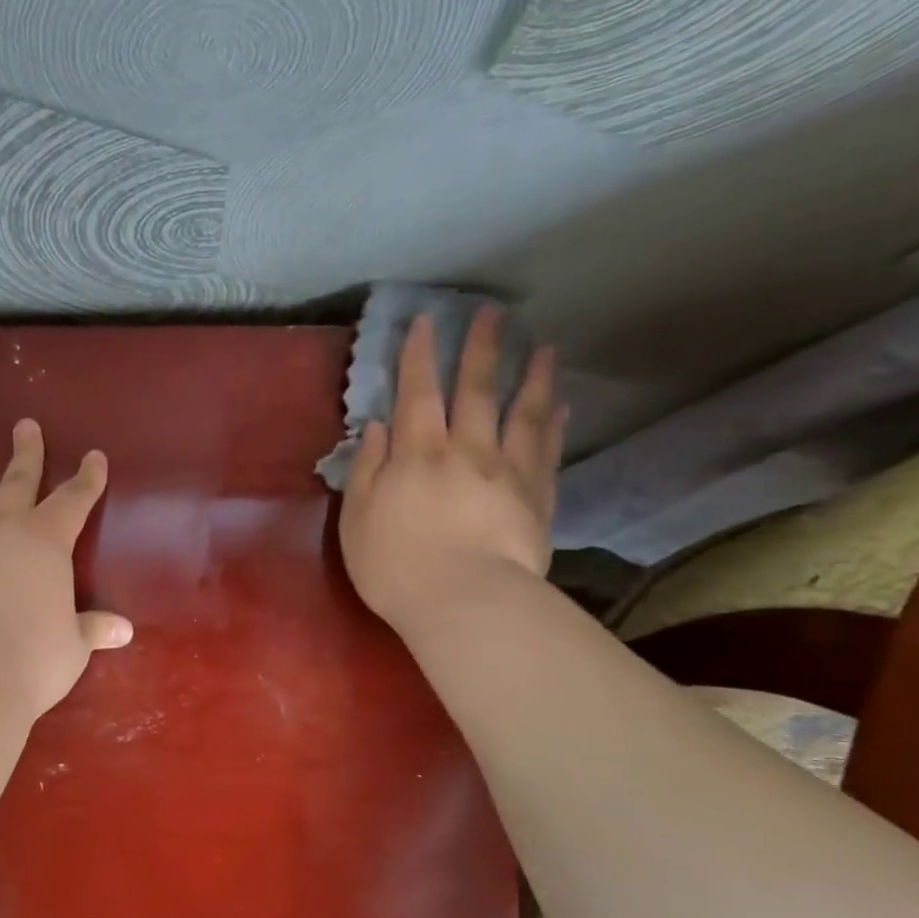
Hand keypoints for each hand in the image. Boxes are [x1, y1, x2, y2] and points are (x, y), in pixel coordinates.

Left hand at [0, 419, 132, 716]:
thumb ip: (91, 630)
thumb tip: (122, 630)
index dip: (87, 479)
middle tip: (24, 426)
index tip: (94, 457)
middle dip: (25, 455)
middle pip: (17, 483)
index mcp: (45, 541)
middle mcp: (1, 533)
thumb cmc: (34, 656)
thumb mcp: (72, 645)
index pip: (74, 500)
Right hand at [339, 307, 564, 627]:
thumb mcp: (357, 518)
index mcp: (417, 454)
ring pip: (523, 415)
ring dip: (532, 378)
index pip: (417, 394)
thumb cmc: (396, 565)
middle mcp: (466, 451)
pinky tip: (562, 407)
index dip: (419, 356)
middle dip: (482, 350)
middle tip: (494, 314)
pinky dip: (554, 426)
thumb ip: (366, 469)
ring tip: (545, 348)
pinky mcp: (537, 500)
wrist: (466, 603)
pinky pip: (548, 453)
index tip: (426, 321)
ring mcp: (508, 473)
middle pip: (475, 391)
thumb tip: (377, 427)